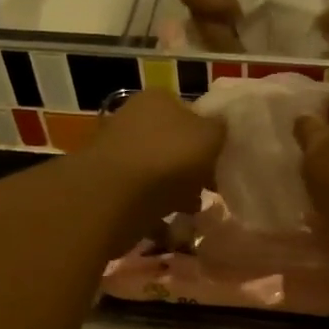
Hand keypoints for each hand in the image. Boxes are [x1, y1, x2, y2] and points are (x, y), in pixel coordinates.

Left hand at [89, 89, 226, 243]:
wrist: (114, 197)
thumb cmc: (168, 159)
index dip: (208, 139)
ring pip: (157, 175)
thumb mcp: (210, 136)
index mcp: (158, 100)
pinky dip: (155, 214)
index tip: (220, 164)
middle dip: (191, 170)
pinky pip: (141, 201)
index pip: (190, 114)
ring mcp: (117, 154)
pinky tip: (168, 229)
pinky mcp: (108, 188)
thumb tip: (218, 128)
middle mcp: (133, 120)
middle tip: (208, 192)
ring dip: (174, 194)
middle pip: (172, 146)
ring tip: (190, 214)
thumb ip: (219, 129)